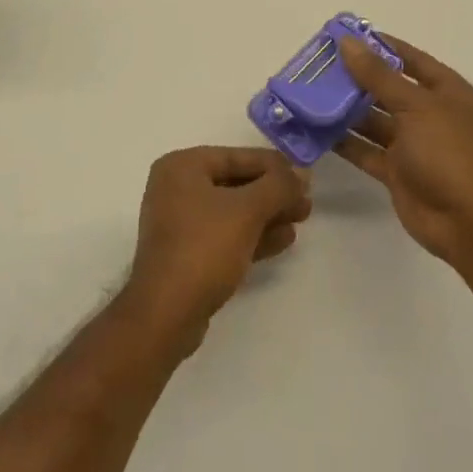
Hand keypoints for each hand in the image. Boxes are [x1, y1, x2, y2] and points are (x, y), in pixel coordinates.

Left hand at [120, 146, 311, 357]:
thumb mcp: (247, 211)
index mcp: (182, 166)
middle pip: (236, 183)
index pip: (237, 157)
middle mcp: (177, 187)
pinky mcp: (188, 253)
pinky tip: (283, 240)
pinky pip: (226, 234)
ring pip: (233, 211)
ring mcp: (181, 222)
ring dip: (268, 215)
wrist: (166, 315)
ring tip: (301, 220)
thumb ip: (278, 187)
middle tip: (306, 203)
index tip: (305, 176)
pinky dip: (253, 234)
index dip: (274, 166)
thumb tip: (302, 171)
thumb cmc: (204, 248)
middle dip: (273, 194)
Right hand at [333, 34, 472, 270]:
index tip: (345, 35)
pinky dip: (345, 141)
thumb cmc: (448, 152)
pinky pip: (366, 150)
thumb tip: (348, 42)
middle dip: (356, 78)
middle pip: (388, 88)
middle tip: (319, 65)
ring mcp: (413, 144)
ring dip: (346, 109)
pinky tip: (316, 129)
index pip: (410, 58)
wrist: (467, 224)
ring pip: (374, 119)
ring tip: (311, 94)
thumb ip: (378, 75)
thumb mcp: (414, 106)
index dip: (380, 45)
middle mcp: (429, 114)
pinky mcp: (397, 171)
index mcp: (445, 91)